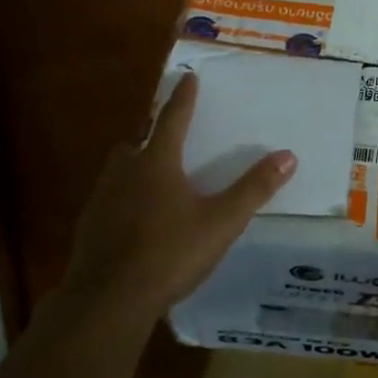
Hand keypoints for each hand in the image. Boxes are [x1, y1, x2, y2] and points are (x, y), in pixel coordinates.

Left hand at [57, 72, 296, 328]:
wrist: (107, 301)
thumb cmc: (169, 254)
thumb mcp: (221, 222)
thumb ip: (254, 189)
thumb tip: (288, 155)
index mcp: (157, 163)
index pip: (172, 118)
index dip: (183, 97)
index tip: (187, 76)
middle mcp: (124, 172)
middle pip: (137, 141)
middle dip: (152, 134)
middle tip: (169, 136)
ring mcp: (101, 199)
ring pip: (119, 169)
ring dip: (136, 165)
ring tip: (155, 178)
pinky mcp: (89, 227)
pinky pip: (109, 199)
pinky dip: (124, 198)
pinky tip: (136, 220)